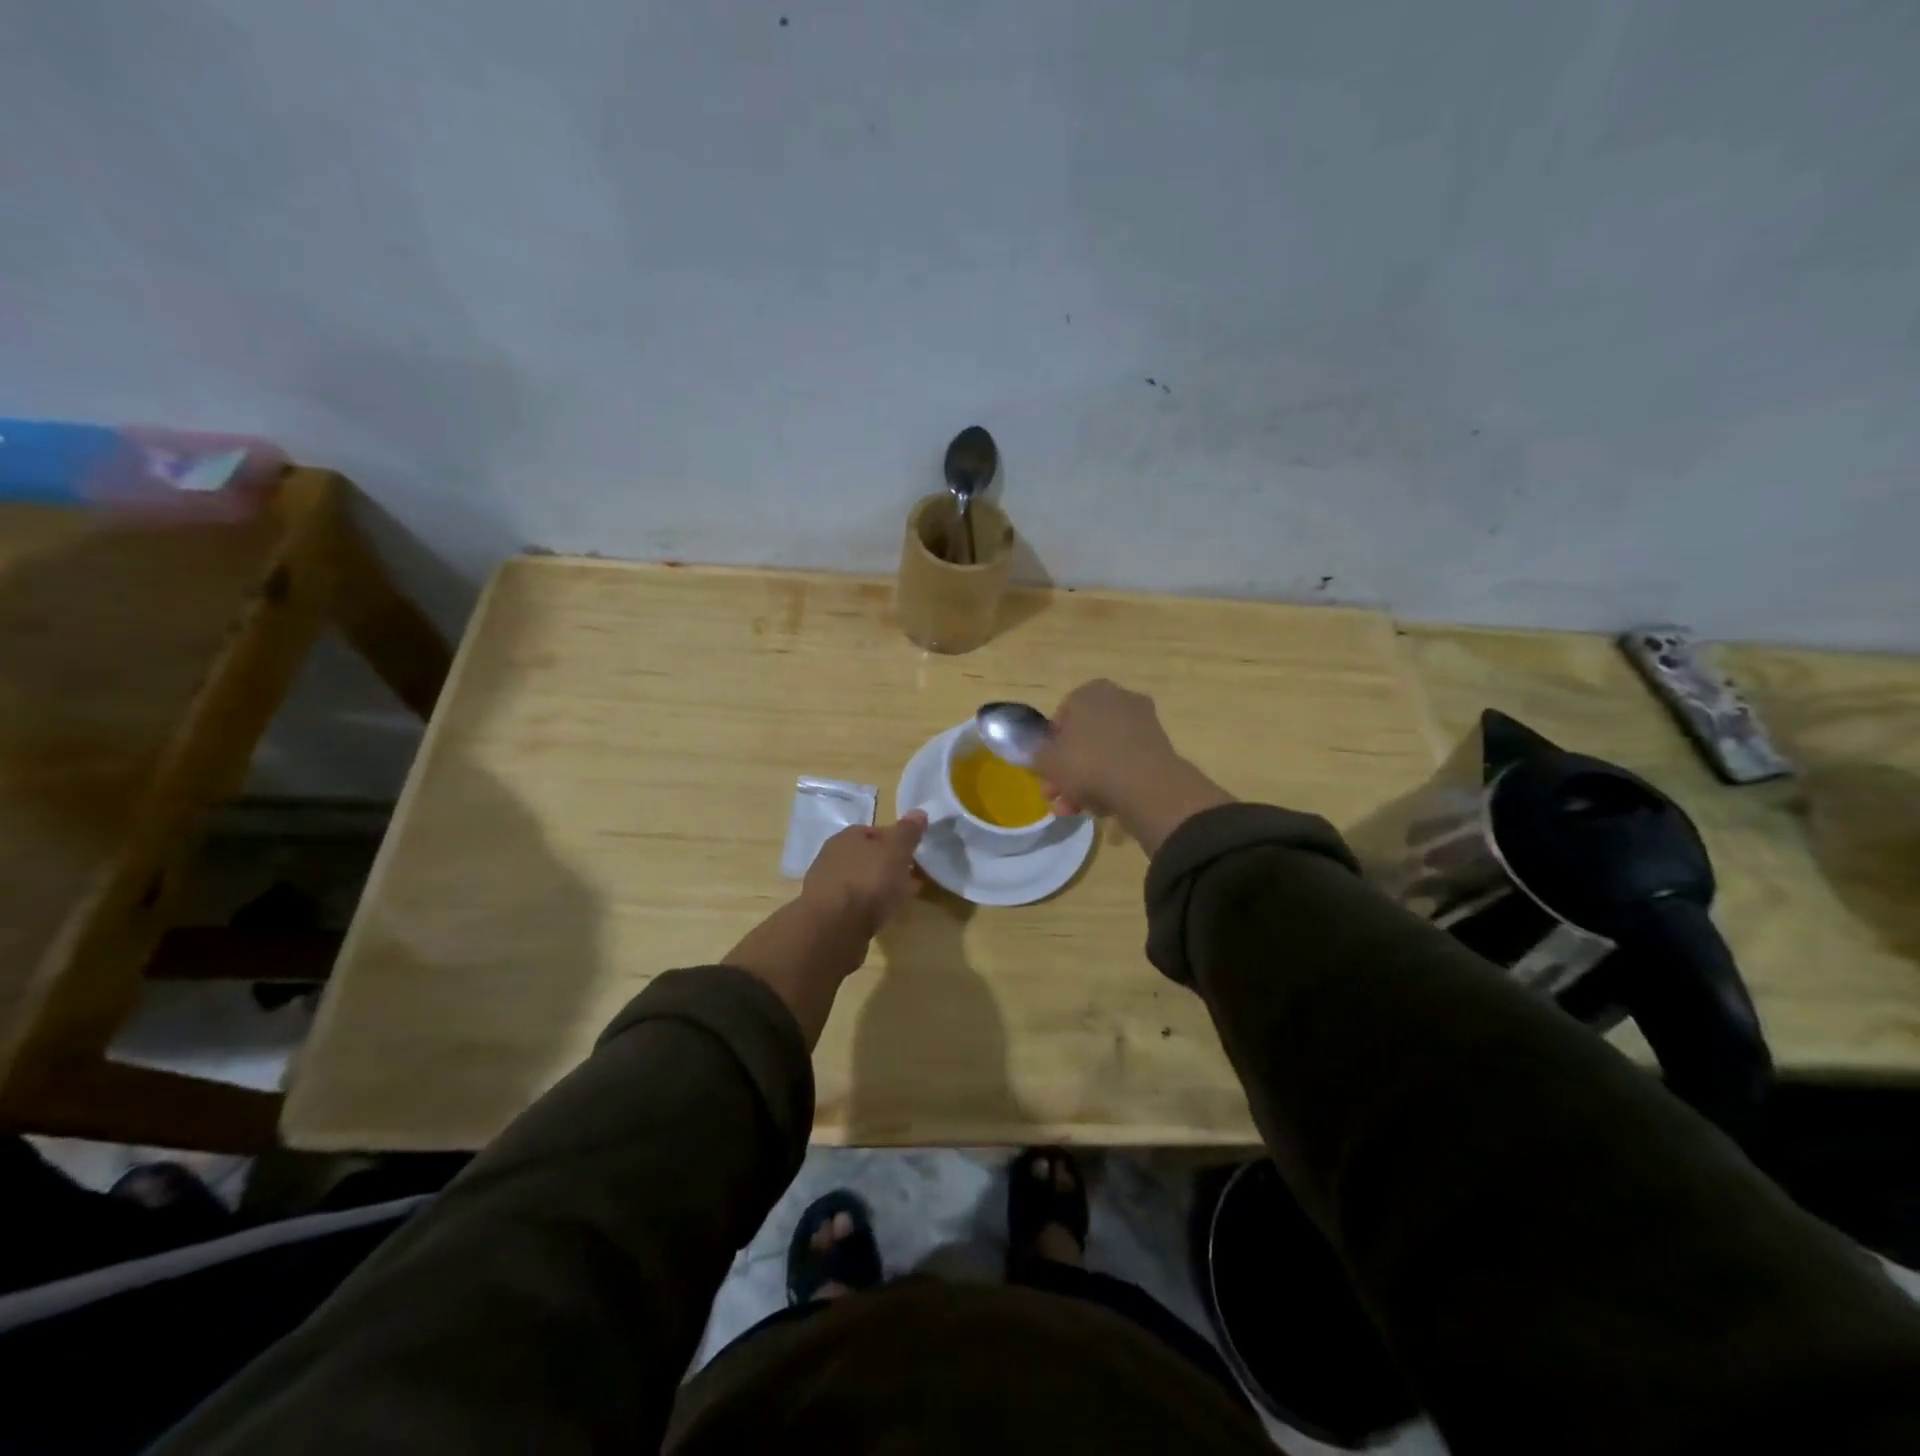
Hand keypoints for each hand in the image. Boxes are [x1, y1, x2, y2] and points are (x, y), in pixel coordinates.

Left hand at [726, 812, 927, 1049]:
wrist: (834, 928)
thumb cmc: (868, 881)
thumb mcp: (896, 851)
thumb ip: (908, 832)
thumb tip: (919, 812)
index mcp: (846, 837)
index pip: (873, 831)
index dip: (895, 840)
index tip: (913, 853)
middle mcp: (831, 858)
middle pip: (866, 857)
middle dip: (888, 865)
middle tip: (911, 876)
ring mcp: (826, 887)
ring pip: (860, 881)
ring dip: (879, 887)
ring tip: (901, 899)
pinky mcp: (827, 914)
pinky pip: (854, 904)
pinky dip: (869, 906)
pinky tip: (882, 916)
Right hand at [1033, 680, 1232, 854]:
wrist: (1145, 785)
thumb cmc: (1088, 763)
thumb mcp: (1048, 761)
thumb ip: (1038, 755)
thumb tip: (1041, 755)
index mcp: (1089, 692)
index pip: (1061, 717)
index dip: (1050, 747)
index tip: (1047, 771)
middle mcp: (1118, 699)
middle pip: (1084, 738)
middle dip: (1068, 771)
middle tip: (1056, 797)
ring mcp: (1142, 722)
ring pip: (1104, 753)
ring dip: (1086, 782)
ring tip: (1075, 810)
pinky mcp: (1159, 747)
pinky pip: (1125, 763)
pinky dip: (1112, 782)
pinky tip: (1101, 808)